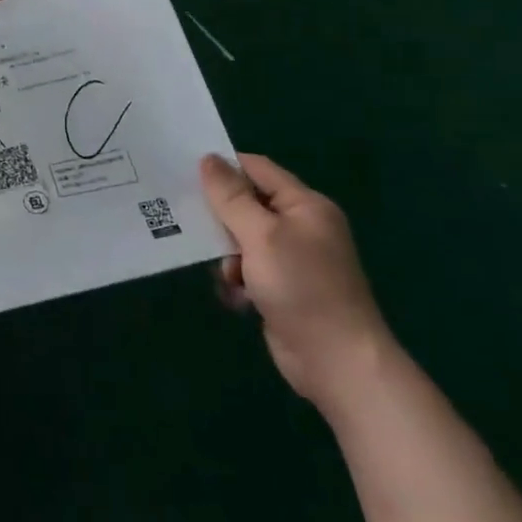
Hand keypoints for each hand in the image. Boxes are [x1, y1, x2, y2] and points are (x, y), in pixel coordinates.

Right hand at [201, 152, 395, 418]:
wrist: (337, 362)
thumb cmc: (301, 287)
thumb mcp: (261, 235)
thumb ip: (231, 197)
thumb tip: (208, 159)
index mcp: (304, 205)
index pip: (257, 169)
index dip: (223, 167)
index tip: (184, 171)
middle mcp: (301, 227)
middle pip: (247, 204)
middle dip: (220, 217)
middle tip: (186, 220)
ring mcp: (293, 260)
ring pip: (242, 240)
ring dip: (227, 256)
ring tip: (227, 276)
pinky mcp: (283, 288)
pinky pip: (248, 270)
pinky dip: (238, 281)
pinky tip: (237, 299)